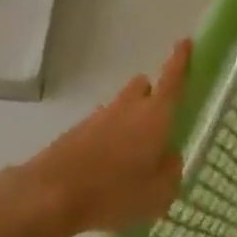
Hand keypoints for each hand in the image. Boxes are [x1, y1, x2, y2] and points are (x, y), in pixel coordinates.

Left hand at [10, 39, 189, 236]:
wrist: (51, 194)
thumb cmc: (113, 192)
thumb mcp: (158, 194)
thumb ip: (171, 171)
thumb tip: (169, 156)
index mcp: (154, 115)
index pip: (172, 78)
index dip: (181, 59)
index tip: (186, 42)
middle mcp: (129, 106)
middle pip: (144, 86)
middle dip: (153, 97)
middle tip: (158, 124)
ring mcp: (101, 115)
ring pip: (123, 106)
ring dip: (130, 121)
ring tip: (131, 158)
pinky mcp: (79, 130)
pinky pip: (103, 125)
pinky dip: (110, 138)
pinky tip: (108, 169)